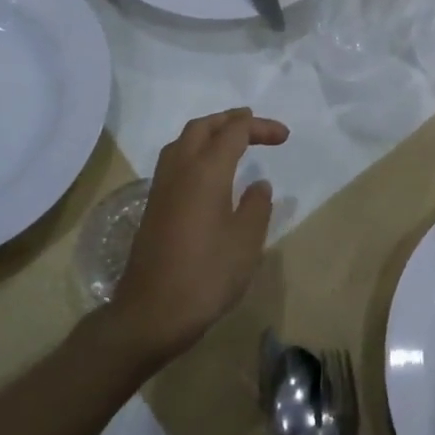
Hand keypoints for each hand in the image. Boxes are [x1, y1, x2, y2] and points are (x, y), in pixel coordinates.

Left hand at [109, 108, 289, 363]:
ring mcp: (162, 188)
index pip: (234, 132)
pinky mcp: (153, 207)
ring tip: (231, 140)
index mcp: (206, 171)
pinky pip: (175, 161)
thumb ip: (256, 206)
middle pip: (202, 127)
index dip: (260, 127)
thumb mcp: (246, 242)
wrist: (150, 314)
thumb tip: (258, 184)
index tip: (284, 137)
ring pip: (183, 141)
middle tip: (254, 124)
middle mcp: (180, 170)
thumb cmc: (206, 276)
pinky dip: (195, 151)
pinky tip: (208, 172)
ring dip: (208, 132)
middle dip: (229, 120)